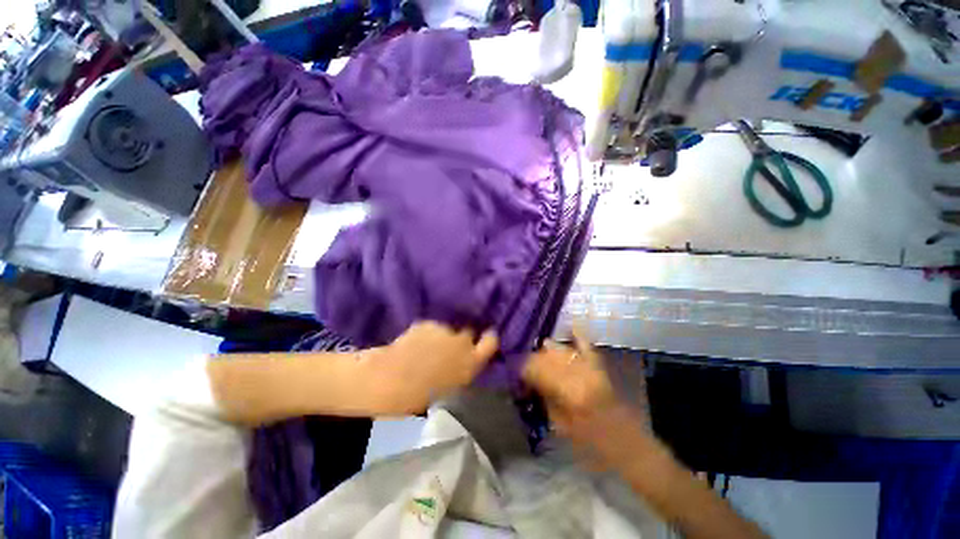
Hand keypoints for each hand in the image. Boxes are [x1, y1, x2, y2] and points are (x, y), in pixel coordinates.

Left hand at [367, 321, 498, 413]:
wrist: (389, 384)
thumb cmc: (421, 401)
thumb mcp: (451, 393)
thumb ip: (462, 375)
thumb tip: (462, 370)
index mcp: (471, 363)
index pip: (490, 342)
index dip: (489, 339)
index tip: (487, 337)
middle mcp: (461, 342)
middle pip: (467, 335)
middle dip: (460, 341)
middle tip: (446, 353)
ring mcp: (442, 331)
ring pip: (446, 331)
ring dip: (439, 338)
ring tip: (424, 352)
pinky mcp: (424, 325)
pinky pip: (428, 329)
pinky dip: (423, 335)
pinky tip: (411, 347)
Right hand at [523, 328, 650, 467]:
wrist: (623, 440)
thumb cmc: (588, 440)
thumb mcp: (559, 424)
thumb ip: (544, 398)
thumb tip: (530, 382)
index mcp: (565, 390)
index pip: (535, 369)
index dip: (522, 368)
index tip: (515, 370)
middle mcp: (575, 371)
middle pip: (546, 356)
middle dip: (533, 358)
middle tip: (525, 364)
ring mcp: (588, 365)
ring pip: (560, 348)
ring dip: (548, 351)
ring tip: (540, 354)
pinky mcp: (597, 363)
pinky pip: (584, 343)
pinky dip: (577, 335)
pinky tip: (569, 327)